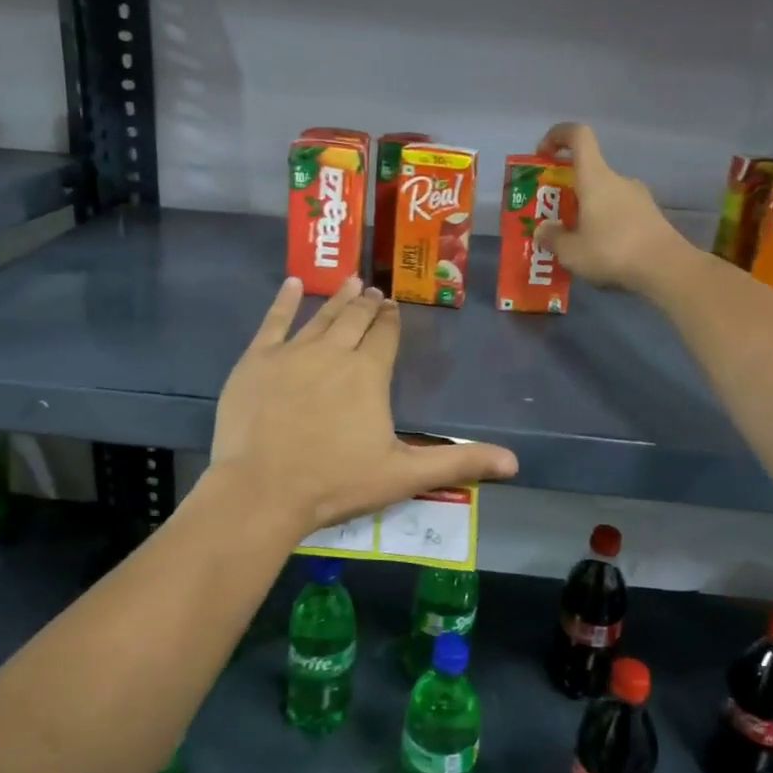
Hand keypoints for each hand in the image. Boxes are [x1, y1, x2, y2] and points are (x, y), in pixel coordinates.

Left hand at [210, 278, 518, 533]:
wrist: (262, 490)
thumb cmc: (335, 482)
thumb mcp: (404, 475)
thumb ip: (458, 462)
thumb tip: (515, 462)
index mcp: (369, 373)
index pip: (385, 336)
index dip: (392, 321)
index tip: (394, 308)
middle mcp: (334, 352)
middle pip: (355, 320)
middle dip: (368, 305)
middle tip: (374, 291)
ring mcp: (292, 353)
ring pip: (321, 316)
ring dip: (338, 298)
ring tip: (351, 281)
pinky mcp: (257, 360)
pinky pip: (274, 321)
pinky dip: (285, 301)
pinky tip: (294, 283)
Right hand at [533, 122, 692, 292]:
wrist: (666, 268)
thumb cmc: (612, 251)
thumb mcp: (571, 252)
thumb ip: (553, 238)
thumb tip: (543, 229)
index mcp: (596, 178)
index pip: (579, 136)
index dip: (558, 135)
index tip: (543, 154)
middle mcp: (618, 180)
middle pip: (588, 172)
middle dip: (567, 190)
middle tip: (553, 217)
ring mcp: (638, 197)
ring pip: (604, 195)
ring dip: (587, 211)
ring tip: (575, 241)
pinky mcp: (650, 216)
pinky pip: (619, 212)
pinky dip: (605, 224)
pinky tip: (600, 252)